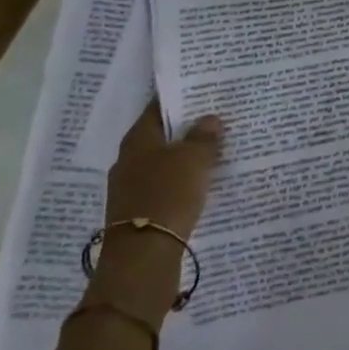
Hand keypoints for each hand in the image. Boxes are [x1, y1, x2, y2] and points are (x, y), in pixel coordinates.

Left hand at [88, 101, 223, 322]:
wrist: (143, 260)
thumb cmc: (167, 197)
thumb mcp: (194, 160)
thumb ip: (204, 137)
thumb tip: (210, 119)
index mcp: (138, 140)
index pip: (159, 107)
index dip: (181, 97)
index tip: (205, 90)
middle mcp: (130, 160)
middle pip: (162, 135)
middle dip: (187, 128)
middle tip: (218, 118)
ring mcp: (132, 189)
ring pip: (164, 162)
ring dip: (186, 157)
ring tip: (217, 149)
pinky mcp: (141, 213)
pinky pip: (166, 187)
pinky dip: (183, 181)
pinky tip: (204, 183)